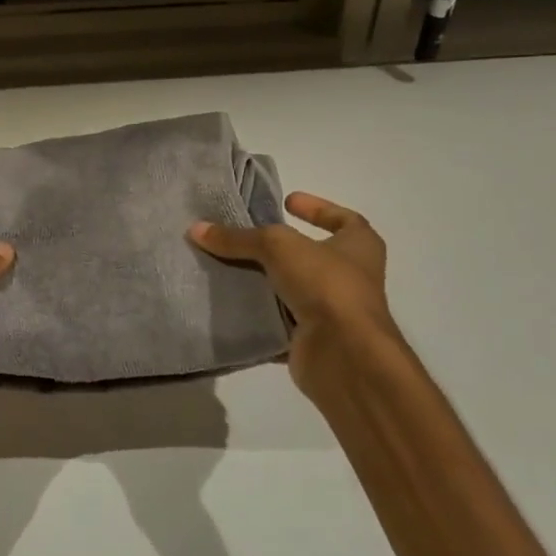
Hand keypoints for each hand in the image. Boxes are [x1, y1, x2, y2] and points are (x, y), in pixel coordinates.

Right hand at [188, 192, 395, 406]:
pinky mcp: (313, 338)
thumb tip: (196, 229)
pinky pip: (280, 321)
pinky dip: (259, 314)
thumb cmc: (325, 284)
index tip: (287, 201)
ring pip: (293, 289)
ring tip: (228, 267)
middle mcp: (351, 277)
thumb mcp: (277, 247)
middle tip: (245, 236)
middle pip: (311, 254)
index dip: (317, 208)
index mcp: (359, 246)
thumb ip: (238, 238)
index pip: (343, 219)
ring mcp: (333, 311)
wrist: (344, 353)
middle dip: (281, 248)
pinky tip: (231, 303)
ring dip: (266, 281)